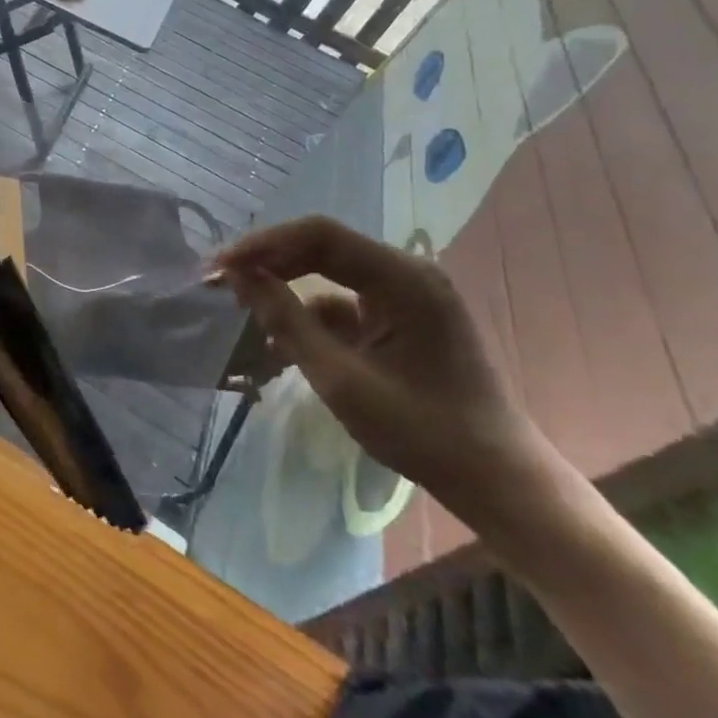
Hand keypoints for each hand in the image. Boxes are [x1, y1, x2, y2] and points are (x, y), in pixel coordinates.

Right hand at [211, 215, 548, 527]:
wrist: (498, 482)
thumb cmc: (423, 431)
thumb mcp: (340, 379)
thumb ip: (286, 321)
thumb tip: (238, 277)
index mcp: (403, 277)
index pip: (318, 235)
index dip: (263, 243)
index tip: (220, 266)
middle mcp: (407, 273)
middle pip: (321, 249)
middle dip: (268, 262)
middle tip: (220, 282)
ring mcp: (407, 296)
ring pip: (328, 275)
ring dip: (285, 289)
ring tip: (241, 310)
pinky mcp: (402, 320)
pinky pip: (344, 303)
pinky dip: (310, 316)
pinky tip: (280, 341)